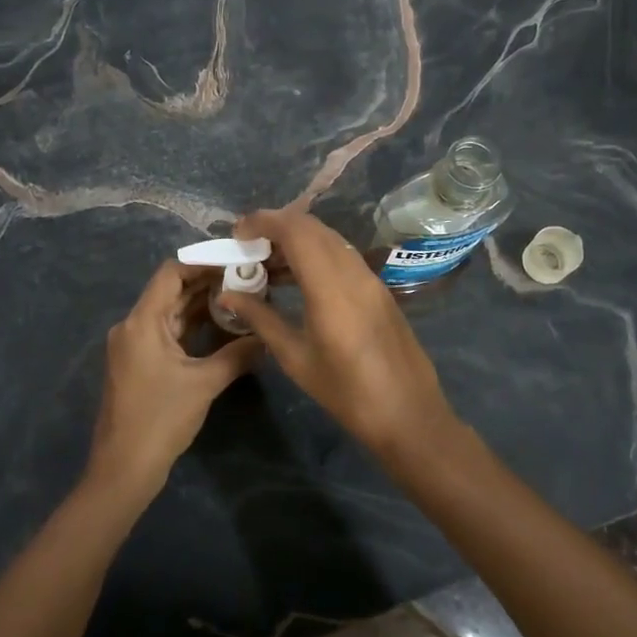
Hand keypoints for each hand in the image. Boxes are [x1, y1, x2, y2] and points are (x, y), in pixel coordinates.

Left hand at [88, 260, 258, 499]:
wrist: (125, 468)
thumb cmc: (161, 419)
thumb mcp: (205, 383)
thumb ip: (238, 354)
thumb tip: (268, 337)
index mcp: (142, 321)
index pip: (171, 273)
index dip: (202, 263)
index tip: (235, 262)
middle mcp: (133, 326)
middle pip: (171, 291)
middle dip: (208, 284)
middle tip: (246, 279)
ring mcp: (134, 345)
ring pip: (171, 313)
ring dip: (202, 306)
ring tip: (241, 298)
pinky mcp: (139, 363)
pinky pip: (168, 333)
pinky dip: (192, 327)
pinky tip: (222, 327)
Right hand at [222, 209, 458, 455]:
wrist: (409, 415)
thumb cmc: (347, 394)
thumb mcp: (296, 359)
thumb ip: (261, 319)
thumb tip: (226, 295)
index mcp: (331, 289)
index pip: (296, 231)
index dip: (264, 221)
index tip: (238, 233)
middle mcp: (353, 273)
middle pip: (313, 227)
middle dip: (277, 225)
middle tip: (247, 245)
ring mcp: (370, 279)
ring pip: (329, 239)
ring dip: (297, 238)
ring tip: (266, 261)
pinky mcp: (379, 289)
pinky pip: (342, 255)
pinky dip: (315, 253)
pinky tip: (297, 278)